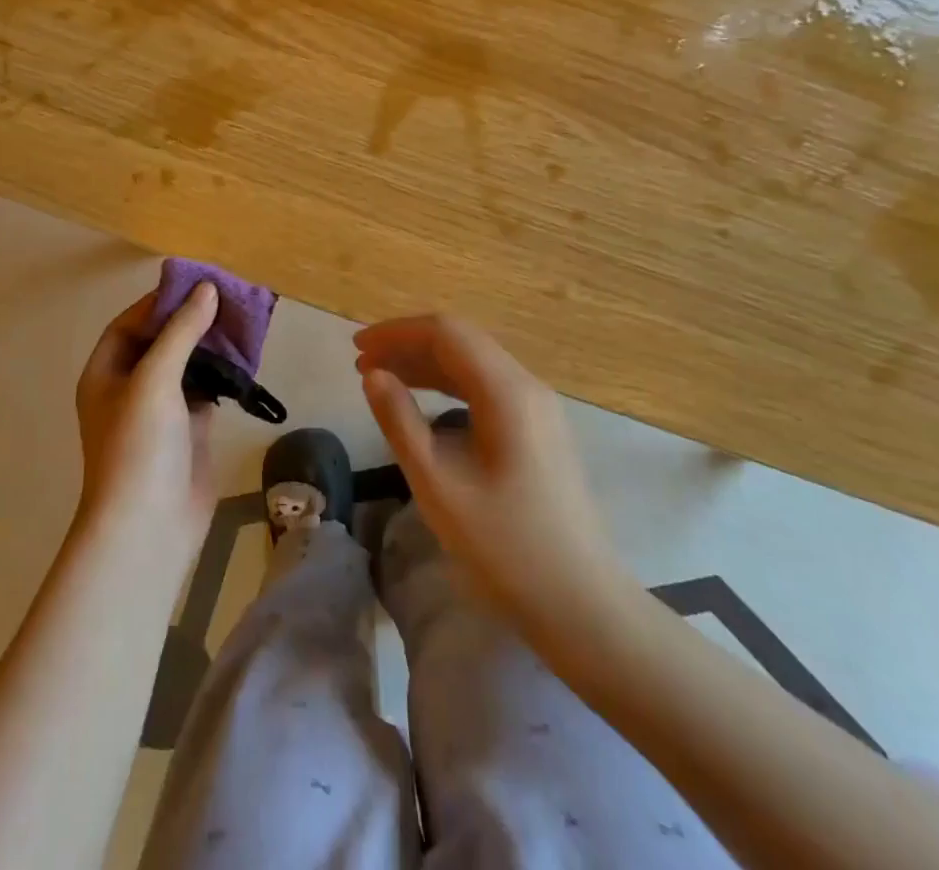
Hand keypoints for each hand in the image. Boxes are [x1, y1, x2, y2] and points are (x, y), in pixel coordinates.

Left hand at [74, 283, 219, 560]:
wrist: (149, 527)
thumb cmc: (139, 445)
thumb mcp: (155, 379)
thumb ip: (181, 331)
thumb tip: (206, 288)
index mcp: (105, 373)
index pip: (129, 324)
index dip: (159, 303)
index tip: (195, 285)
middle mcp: (129, 388)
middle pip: (160, 342)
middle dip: (190, 321)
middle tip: (228, 301)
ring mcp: (160, 412)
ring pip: (185, 366)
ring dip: (209, 347)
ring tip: (242, 324)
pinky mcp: (188, 431)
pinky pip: (205, 391)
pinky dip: (222, 375)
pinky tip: (244, 362)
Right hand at [356, 314, 634, 634]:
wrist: (581, 605)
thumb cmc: (504, 546)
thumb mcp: (437, 484)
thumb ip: (400, 421)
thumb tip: (373, 376)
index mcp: (507, 391)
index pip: (446, 332)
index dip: (396, 333)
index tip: (356, 349)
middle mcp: (527, 386)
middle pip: (461, 341)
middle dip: (408, 345)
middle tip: (362, 364)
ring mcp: (538, 407)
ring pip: (474, 362)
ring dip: (425, 363)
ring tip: (381, 378)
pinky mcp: (539, 429)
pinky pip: (486, 386)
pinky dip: (448, 384)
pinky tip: (422, 401)